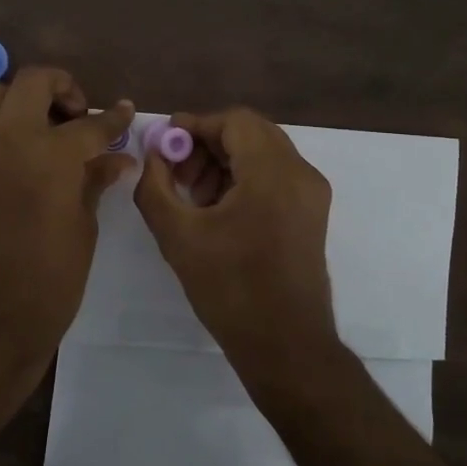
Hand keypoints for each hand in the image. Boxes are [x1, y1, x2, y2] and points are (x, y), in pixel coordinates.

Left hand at [0, 67, 133, 381]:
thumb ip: (94, 183)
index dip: (113, 119)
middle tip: (79, 116)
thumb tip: (116, 159)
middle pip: (33, 82)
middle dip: (63, 88)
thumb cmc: (46, 286)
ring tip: (43, 127)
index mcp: (47, 156)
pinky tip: (16, 150)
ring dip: (22, 98)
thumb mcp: (82, 232)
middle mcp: (5, 140)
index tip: (125, 112)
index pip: (88, 124)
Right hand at [133, 107, 339, 374]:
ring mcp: (311, 194)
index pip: (234, 121)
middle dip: (208, 144)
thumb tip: (154, 155)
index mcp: (272, 172)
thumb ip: (155, 186)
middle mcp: (300, 173)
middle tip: (175, 171)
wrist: (285, 345)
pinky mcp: (312, 214)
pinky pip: (275, 176)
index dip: (195, 125)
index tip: (164, 145)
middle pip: (250, 133)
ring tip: (192, 195)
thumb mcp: (178, 235)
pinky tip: (217, 209)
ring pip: (263, 153)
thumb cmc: (230, 288)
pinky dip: (244, 179)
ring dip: (225, 161)